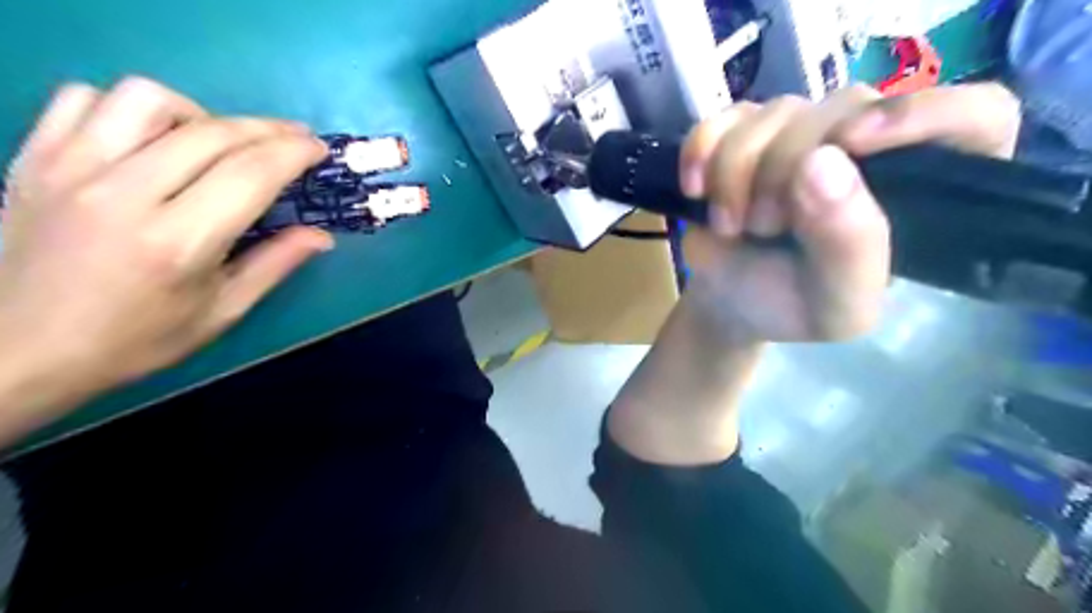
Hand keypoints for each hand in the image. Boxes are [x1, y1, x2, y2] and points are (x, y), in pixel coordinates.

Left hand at [0, 76, 329, 425]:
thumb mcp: (222, 311)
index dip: (294, 152)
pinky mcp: (35, 158)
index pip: (251, 173)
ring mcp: (71, 169)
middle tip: (293, 139)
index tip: (318, 148)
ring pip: (147, 99)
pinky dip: (130, 109)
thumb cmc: (138, 338)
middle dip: (268, 129)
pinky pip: (85, 99)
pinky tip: (151, 138)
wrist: (22, 348)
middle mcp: (125, 194)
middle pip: (212, 132)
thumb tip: (322, 235)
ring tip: (216, 141)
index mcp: (179, 241)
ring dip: (200, 114)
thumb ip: (275, 265)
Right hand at [680, 85, 1018, 345]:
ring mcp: (800, 132)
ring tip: (733, 225)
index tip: (851, 147)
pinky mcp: (745, 133)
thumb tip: (820, 162)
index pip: (973, 116)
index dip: (921, 116)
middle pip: (843, 108)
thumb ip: (850, 246)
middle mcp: (866, 147)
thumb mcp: (836, 305)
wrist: (729, 303)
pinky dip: (699, 151)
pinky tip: (694, 188)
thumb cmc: (791, 308)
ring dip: (736, 174)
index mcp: (915, 189)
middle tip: (763, 227)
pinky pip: (721, 117)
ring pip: (774, 112)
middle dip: (784, 171)